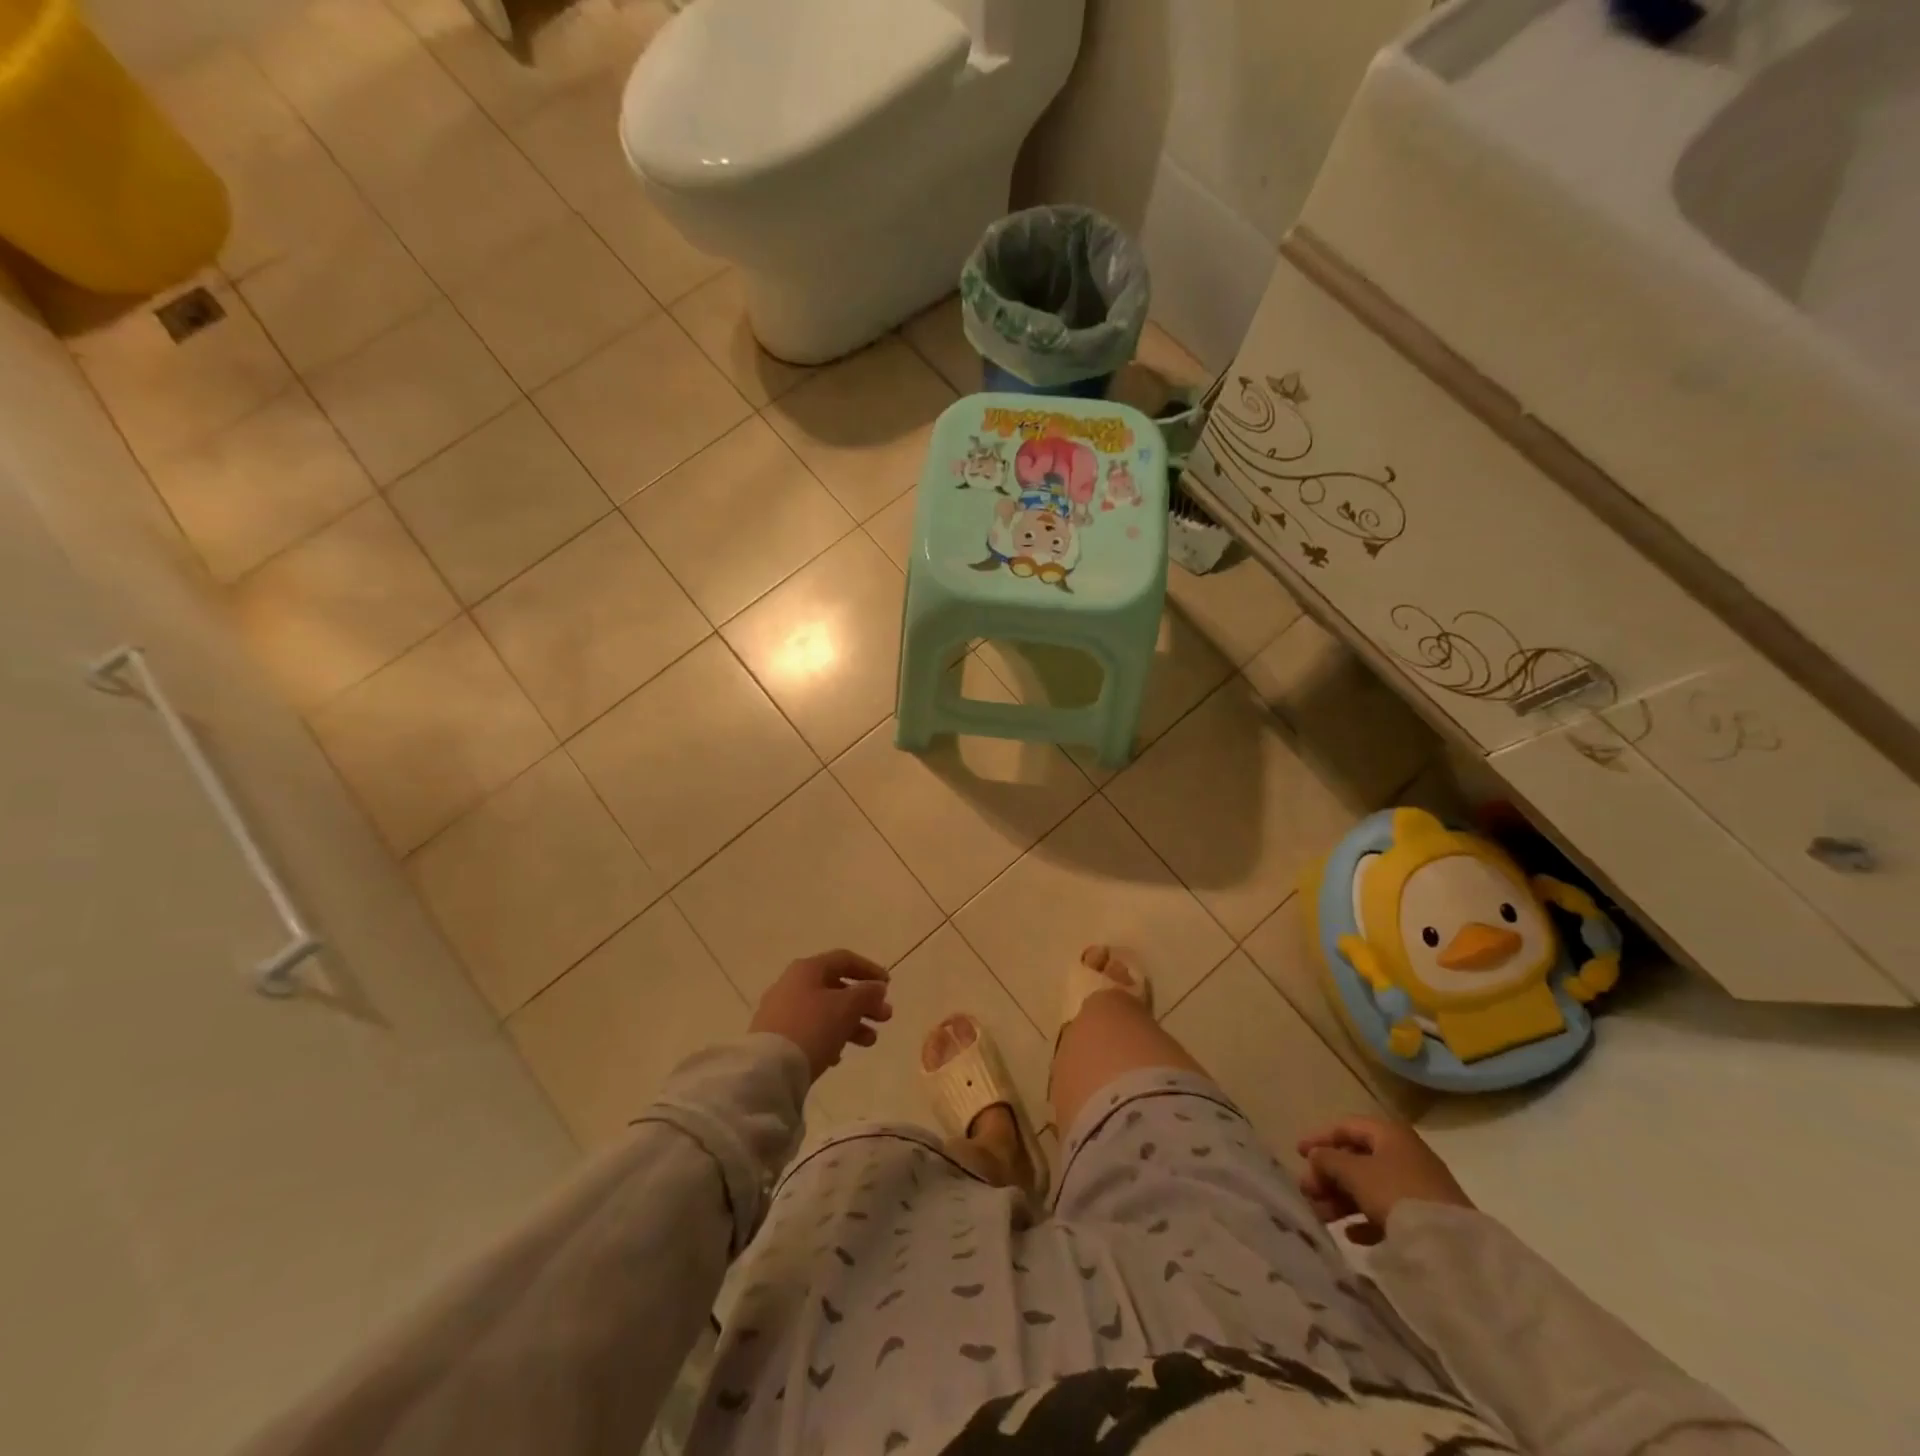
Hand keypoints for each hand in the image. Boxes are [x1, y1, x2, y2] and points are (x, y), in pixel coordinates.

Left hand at [749, 950, 892, 1080]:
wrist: (768, 1070)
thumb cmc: (812, 1028)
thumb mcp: (847, 1007)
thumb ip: (867, 993)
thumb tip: (877, 987)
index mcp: (807, 969)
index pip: (844, 959)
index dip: (869, 970)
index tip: (888, 986)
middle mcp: (791, 984)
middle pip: (835, 987)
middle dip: (864, 1003)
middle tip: (885, 1018)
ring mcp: (780, 1012)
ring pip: (824, 1011)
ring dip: (851, 1023)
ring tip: (870, 1042)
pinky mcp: (774, 1038)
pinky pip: (809, 1031)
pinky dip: (829, 1037)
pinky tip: (838, 1056)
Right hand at [1296, 1116, 1473, 1245]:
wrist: (1452, 1247)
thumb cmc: (1396, 1194)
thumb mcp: (1353, 1172)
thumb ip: (1328, 1160)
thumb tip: (1316, 1157)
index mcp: (1389, 1134)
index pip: (1346, 1127)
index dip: (1319, 1138)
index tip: (1297, 1155)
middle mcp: (1404, 1154)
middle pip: (1356, 1159)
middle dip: (1328, 1175)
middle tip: (1308, 1192)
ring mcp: (1418, 1187)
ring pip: (1369, 1186)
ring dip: (1342, 1199)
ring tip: (1322, 1217)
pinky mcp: (1426, 1218)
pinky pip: (1387, 1212)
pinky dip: (1365, 1219)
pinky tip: (1351, 1235)